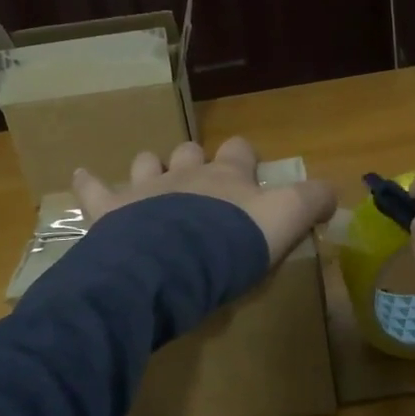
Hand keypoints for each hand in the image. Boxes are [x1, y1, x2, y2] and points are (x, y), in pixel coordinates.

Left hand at [73, 136, 337, 265]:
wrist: (172, 265)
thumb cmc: (231, 245)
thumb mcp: (286, 222)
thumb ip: (312, 202)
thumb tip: (333, 189)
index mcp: (226, 177)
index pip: (240, 151)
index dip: (244, 157)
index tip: (249, 170)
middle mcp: (185, 173)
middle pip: (189, 151)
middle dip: (193, 160)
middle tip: (199, 184)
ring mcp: (145, 189)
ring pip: (146, 162)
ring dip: (149, 169)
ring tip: (150, 181)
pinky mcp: (112, 211)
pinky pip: (94, 190)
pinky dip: (88, 183)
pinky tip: (81, 176)